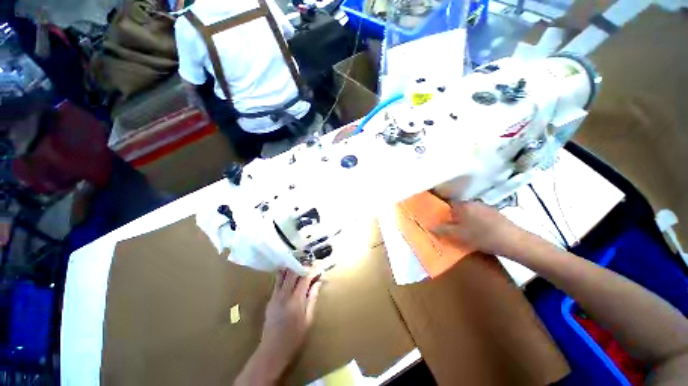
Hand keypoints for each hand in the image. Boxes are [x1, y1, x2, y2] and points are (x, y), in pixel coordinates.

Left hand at [235, 269, 321, 384]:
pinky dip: (284, 274)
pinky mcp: (270, 299)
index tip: (319, 267)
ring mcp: (275, 296)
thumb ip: (312, 298)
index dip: (312, 270)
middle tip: (310, 262)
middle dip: (302, 265)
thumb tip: (318, 282)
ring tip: (300, 264)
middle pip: (293, 272)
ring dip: (292, 267)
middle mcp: (284, 295)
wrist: (272, 351)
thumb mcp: (308, 319)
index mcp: (296, 300)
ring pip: (283, 274)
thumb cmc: (294, 338)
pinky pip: (277, 281)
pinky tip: (290, 274)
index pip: (305, 278)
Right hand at [433, 201, 530, 256]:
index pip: (447, 203)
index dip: (442, 211)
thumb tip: (429, 226)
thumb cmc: (481, 236)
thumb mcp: (458, 235)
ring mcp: (485, 206)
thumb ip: (442, 230)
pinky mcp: (495, 213)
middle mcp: (473, 202)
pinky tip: (479, 231)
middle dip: (453, 216)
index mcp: (462, 205)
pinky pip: (479, 215)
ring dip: (465, 218)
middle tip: (452, 227)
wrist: (513, 241)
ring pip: (469, 211)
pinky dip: (476, 220)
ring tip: (465, 230)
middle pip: (458, 207)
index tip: (441, 220)